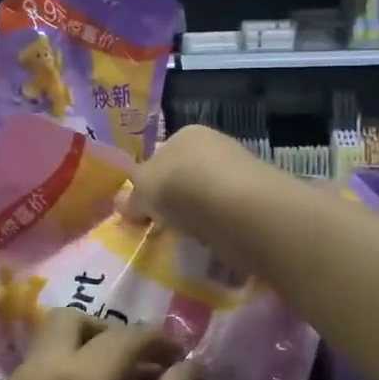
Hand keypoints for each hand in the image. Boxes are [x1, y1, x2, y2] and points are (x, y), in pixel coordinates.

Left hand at [0, 309, 198, 379]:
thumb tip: (186, 367)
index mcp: (78, 379)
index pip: (124, 336)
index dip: (158, 339)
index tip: (179, 357)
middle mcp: (33, 376)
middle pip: (67, 322)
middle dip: (104, 332)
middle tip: (132, 368)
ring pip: (41, 358)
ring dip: (75, 365)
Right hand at [120, 125, 263, 251]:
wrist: (237, 207)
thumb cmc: (181, 186)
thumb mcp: (143, 191)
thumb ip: (131, 198)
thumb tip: (120, 204)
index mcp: (187, 134)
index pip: (162, 155)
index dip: (150, 182)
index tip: (143, 209)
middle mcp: (216, 146)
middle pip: (187, 177)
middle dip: (175, 202)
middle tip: (163, 228)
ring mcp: (241, 173)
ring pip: (209, 199)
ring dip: (199, 219)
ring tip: (187, 241)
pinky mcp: (259, 202)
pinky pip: (229, 219)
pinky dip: (220, 232)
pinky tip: (213, 245)